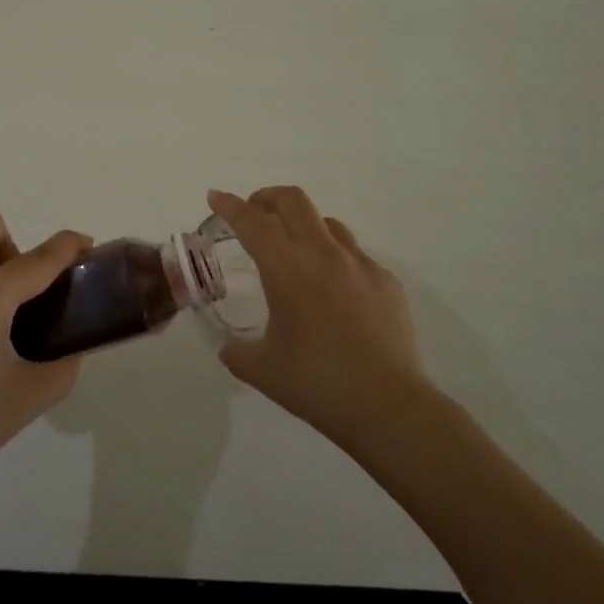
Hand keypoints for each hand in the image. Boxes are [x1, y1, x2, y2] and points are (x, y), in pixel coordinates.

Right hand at [208, 186, 425, 442]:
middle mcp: (324, 254)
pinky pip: (354, 256)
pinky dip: (335, 259)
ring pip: (327, 223)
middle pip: (294, 201)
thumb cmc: (317, 384)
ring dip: (303, 226)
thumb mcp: (261, 370)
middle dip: (267, 197)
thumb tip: (230, 348)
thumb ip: (237, 352)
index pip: (252, 222)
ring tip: (295, 252)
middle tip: (254, 212)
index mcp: (287, 269)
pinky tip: (334, 293)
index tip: (215, 196)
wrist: (388, 406)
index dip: (230, 205)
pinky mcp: (386, 281)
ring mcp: (360, 264)